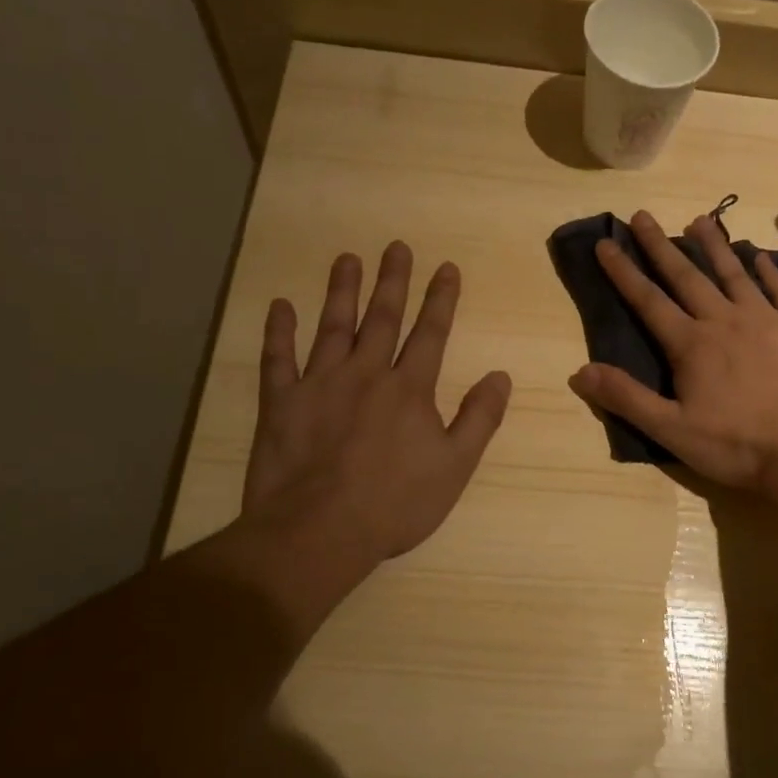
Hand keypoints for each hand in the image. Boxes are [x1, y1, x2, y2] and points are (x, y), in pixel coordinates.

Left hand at [223, 242, 510, 629]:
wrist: (319, 531)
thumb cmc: (394, 503)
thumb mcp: (454, 466)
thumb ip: (479, 418)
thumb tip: (500, 376)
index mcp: (409, 389)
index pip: (430, 333)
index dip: (440, 299)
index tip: (446, 267)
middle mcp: (366, 374)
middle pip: (381, 318)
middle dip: (392, 281)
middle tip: (395, 246)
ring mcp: (319, 384)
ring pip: (332, 327)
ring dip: (341, 292)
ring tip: (346, 259)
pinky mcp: (281, 402)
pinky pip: (277, 359)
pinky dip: (278, 331)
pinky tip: (280, 306)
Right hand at [567, 210, 777, 496]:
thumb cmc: (736, 444)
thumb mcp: (671, 429)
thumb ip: (626, 398)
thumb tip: (580, 371)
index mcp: (690, 344)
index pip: (647, 300)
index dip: (623, 271)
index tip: (606, 242)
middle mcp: (723, 319)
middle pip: (686, 275)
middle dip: (660, 245)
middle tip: (642, 215)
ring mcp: (764, 318)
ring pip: (733, 272)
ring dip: (713, 245)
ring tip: (698, 220)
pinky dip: (768, 270)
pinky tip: (760, 256)